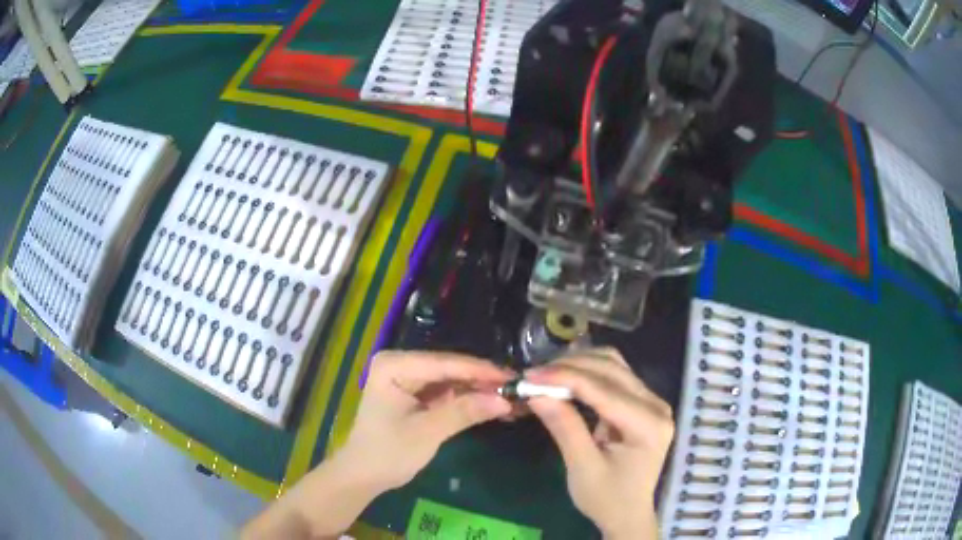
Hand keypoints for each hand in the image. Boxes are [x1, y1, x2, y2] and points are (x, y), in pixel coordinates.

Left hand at [243, 351, 513, 538]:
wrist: (364, 475)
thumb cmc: (388, 453)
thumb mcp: (427, 432)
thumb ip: (464, 412)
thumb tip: (505, 399)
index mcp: (394, 365)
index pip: (445, 363)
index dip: (481, 371)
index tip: (514, 377)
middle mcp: (401, 364)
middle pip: (450, 369)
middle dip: (483, 381)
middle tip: (518, 389)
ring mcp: (408, 378)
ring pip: (452, 380)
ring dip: (479, 391)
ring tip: (512, 397)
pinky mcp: (416, 393)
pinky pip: (447, 392)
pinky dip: (468, 400)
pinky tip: (492, 404)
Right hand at [526, 349, 673, 539]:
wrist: (627, 514)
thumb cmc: (606, 498)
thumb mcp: (582, 467)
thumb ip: (564, 427)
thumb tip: (535, 393)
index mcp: (649, 425)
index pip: (604, 390)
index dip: (565, 378)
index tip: (529, 377)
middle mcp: (656, 404)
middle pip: (612, 368)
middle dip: (570, 367)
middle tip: (533, 376)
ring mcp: (652, 401)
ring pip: (613, 365)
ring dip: (578, 365)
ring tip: (546, 377)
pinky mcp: (642, 402)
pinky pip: (614, 376)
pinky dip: (587, 374)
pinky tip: (565, 381)